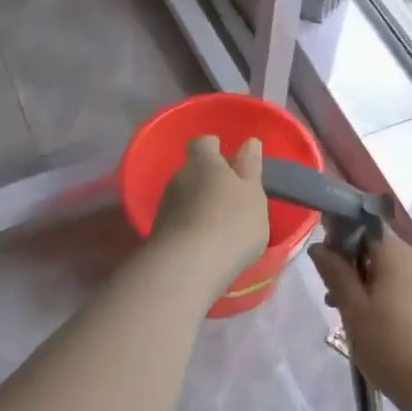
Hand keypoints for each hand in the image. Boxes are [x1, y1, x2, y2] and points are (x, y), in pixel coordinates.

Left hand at [150, 135, 268, 278]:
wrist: (187, 268)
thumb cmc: (231, 223)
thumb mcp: (253, 194)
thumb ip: (250, 168)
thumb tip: (249, 142)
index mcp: (204, 163)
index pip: (204, 143)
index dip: (215, 149)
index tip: (230, 161)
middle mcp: (179, 178)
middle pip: (193, 171)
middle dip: (208, 181)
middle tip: (231, 197)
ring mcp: (165, 207)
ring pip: (184, 198)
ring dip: (198, 206)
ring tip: (219, 226)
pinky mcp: (158, 235)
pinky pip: (178, 223)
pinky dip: (190, 228)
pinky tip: (205, 245)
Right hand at [309, 228, 411, 410]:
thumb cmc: (389, 343)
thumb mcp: (353, 308)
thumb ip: (335, 273)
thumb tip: (318, 246)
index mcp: (395, 253)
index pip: (364, 223)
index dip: (340, 230)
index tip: (321, 251)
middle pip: (374, 243)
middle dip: (347, 257)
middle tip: (326, 285)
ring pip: (383, 264)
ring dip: (359, 276)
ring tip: (338, 305)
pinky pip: (395, 280)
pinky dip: (375, 288)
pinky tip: (361, 315)